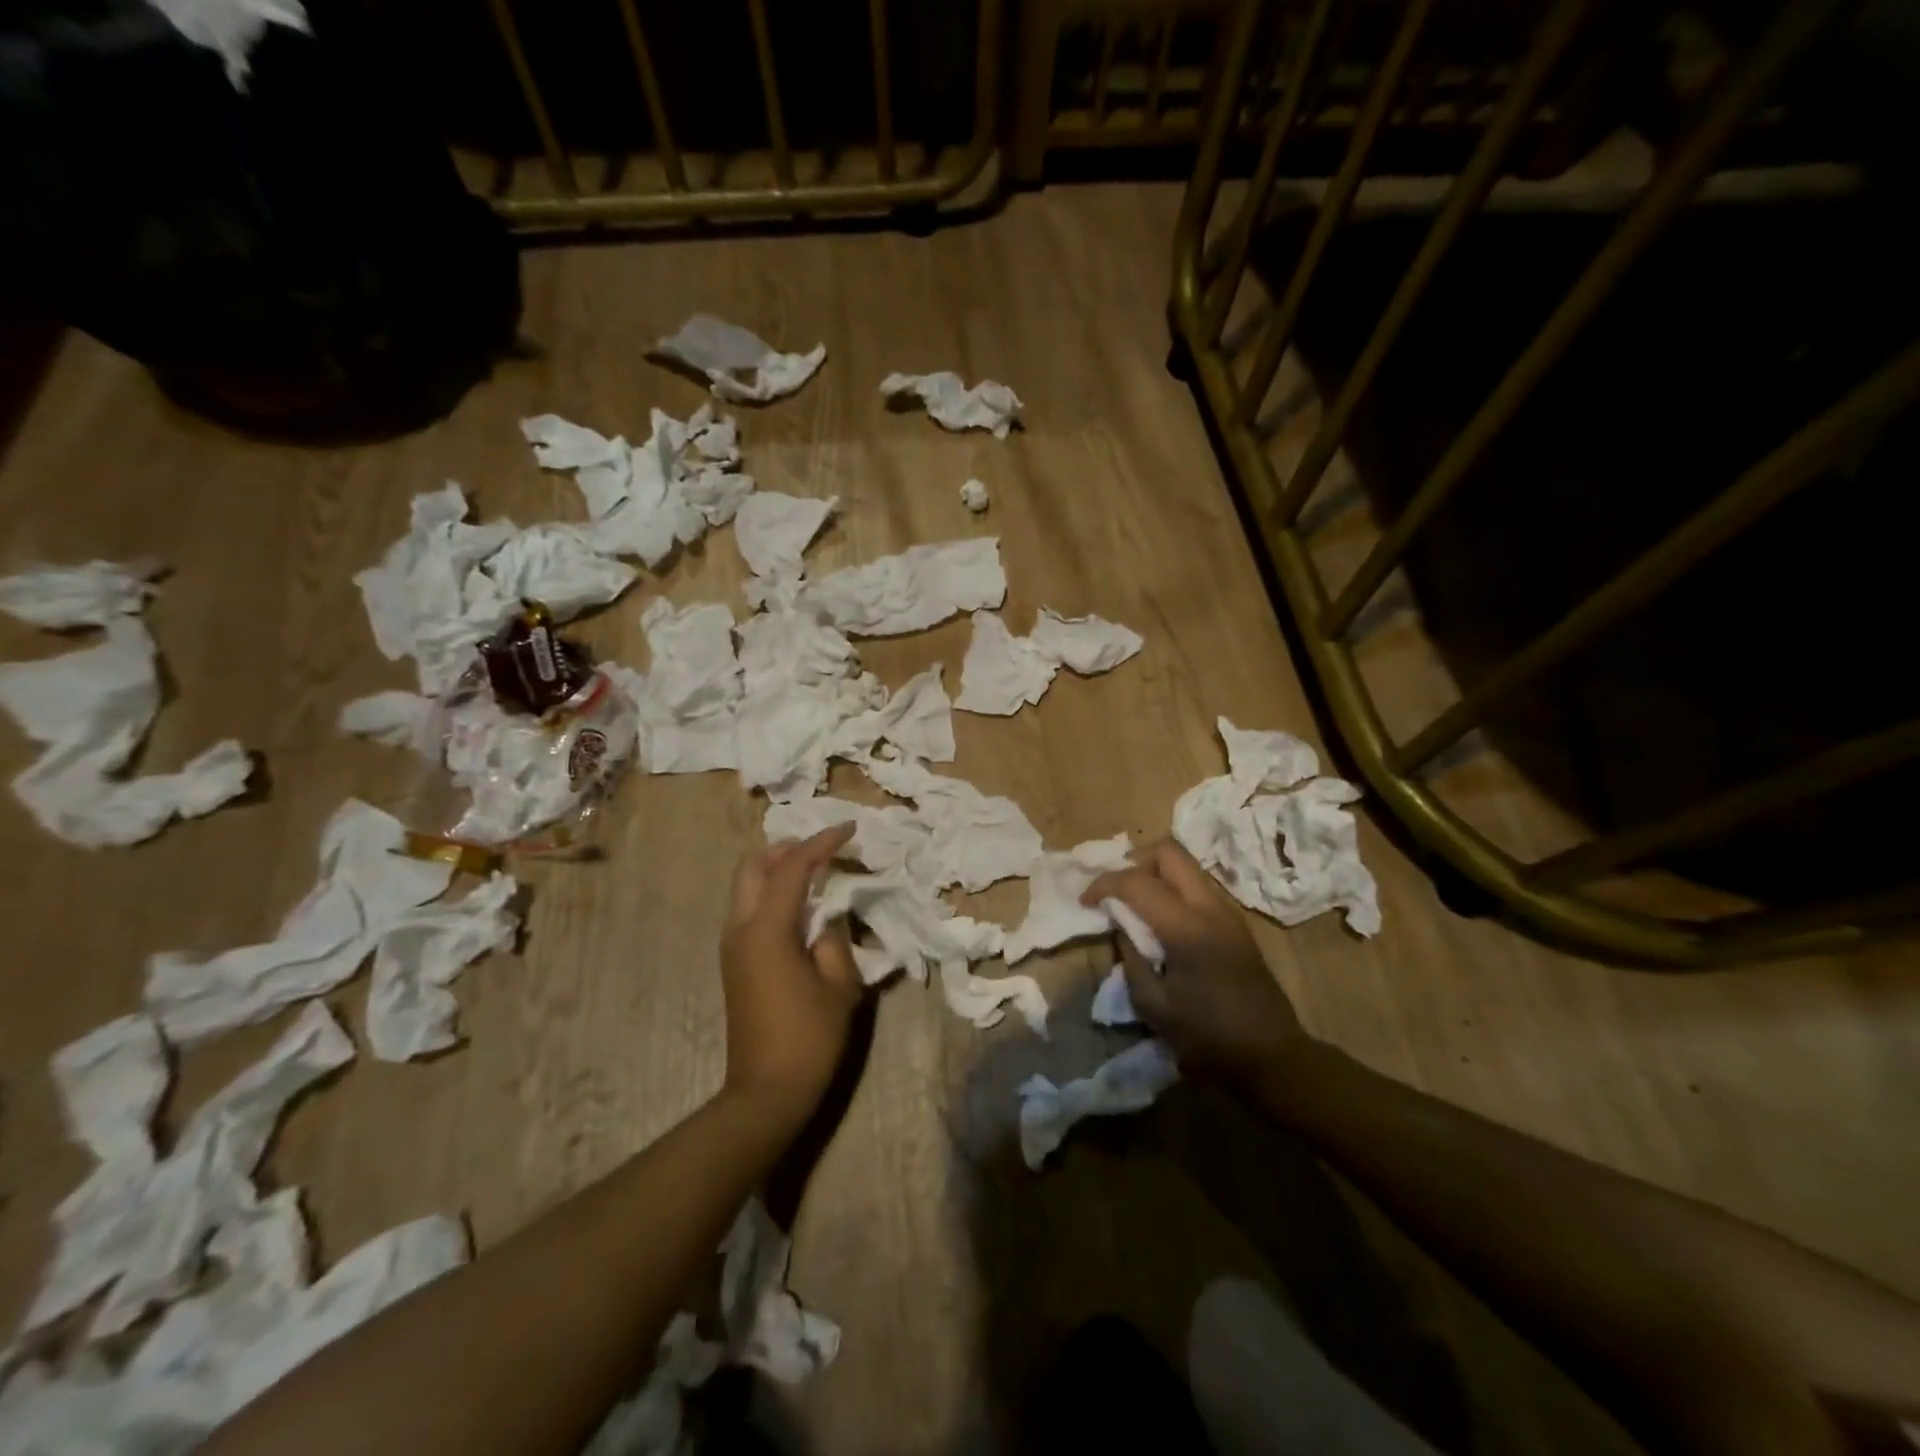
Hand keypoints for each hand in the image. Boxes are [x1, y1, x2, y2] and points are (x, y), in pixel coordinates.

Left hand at [720, 825, 862, 1132]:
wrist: (766, 1092)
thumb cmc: (809, 1037)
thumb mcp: (839, 983)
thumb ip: (835, 937)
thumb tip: (828, 914)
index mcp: (766, 930)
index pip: (792, 868)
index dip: (821, 843)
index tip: (849, 829)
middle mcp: (740, 929)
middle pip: (753, 867)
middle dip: (787, 848)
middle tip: (823, 847)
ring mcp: (732, 946)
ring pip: (747, 886)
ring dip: (778, 869)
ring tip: (817, 871)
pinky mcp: (735, 962)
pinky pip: (750, 909)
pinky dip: (773, 893)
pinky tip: (802, 905)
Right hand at [1083, 838, 1307, 1088]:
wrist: (1271, 1054)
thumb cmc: (1208, 1036)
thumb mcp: (1153, 1005)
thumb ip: (1130, 958)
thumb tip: (1121, 928)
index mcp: (1186, 928)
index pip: (1137, 881)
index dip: (1104, 884)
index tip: (1085, 902)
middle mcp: (1209, 907)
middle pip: (1168, 852)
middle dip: (1133, 862)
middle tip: (1114, 891)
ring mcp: (1227, 911)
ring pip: (1185, 864)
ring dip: (1154, 873)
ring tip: (1133, 903)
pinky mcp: (1234, 921)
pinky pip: (1196, 884)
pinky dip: (1171, 887)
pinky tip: (1159, 918)